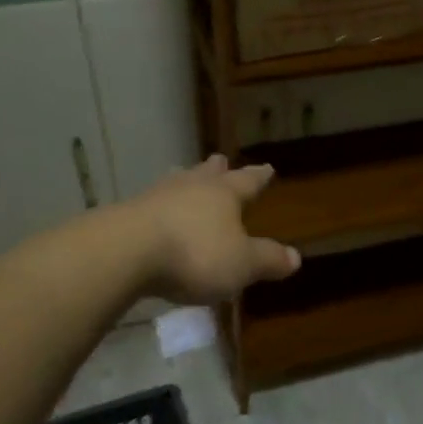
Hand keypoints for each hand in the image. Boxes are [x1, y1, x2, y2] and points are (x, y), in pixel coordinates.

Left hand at [126, 155, 300, 304]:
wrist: (126, 253)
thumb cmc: (195, 254)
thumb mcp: (242, 264)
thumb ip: (268, 259)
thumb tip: (296, 257)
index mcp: (223, 194)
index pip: (247, 182)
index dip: (258, 177)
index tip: (267, 167)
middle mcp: (191, 188)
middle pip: (207, 174)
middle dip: (217, 170)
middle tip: (219, 159)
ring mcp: (155, 198)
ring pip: (175, 184)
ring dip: (184, 181)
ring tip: (183, 175)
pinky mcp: (127, 216)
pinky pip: (151, 206)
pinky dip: (160, 207)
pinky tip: (155, 211)